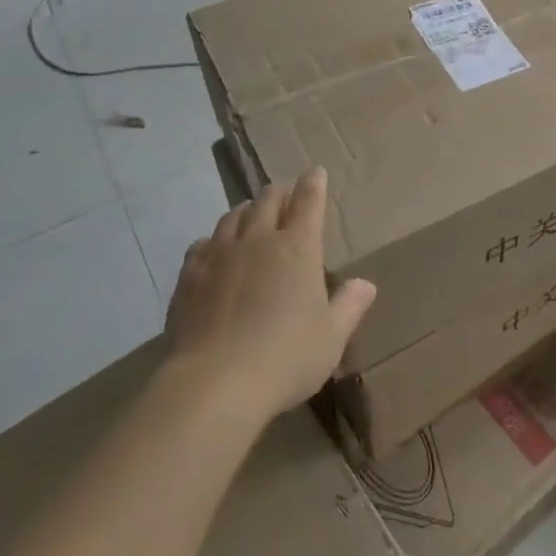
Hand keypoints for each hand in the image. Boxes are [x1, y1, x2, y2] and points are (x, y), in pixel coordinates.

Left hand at [165, 168, 375, 419]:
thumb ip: (349, 307)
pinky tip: (215, 250)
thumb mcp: (331, 338)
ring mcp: (220, 254)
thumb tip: (366, 284)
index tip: (315, 172)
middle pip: (268, 200)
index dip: (313, 184)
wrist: (214, 383)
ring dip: (247, 210)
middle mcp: (258, 239)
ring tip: (251, 214)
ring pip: (234, 215)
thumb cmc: (285, 358)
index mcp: (298, 248)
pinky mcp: (190, 274)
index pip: (308, 202)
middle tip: (285, 193)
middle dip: (280, 192)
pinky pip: (204, 242)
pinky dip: (216, 238)